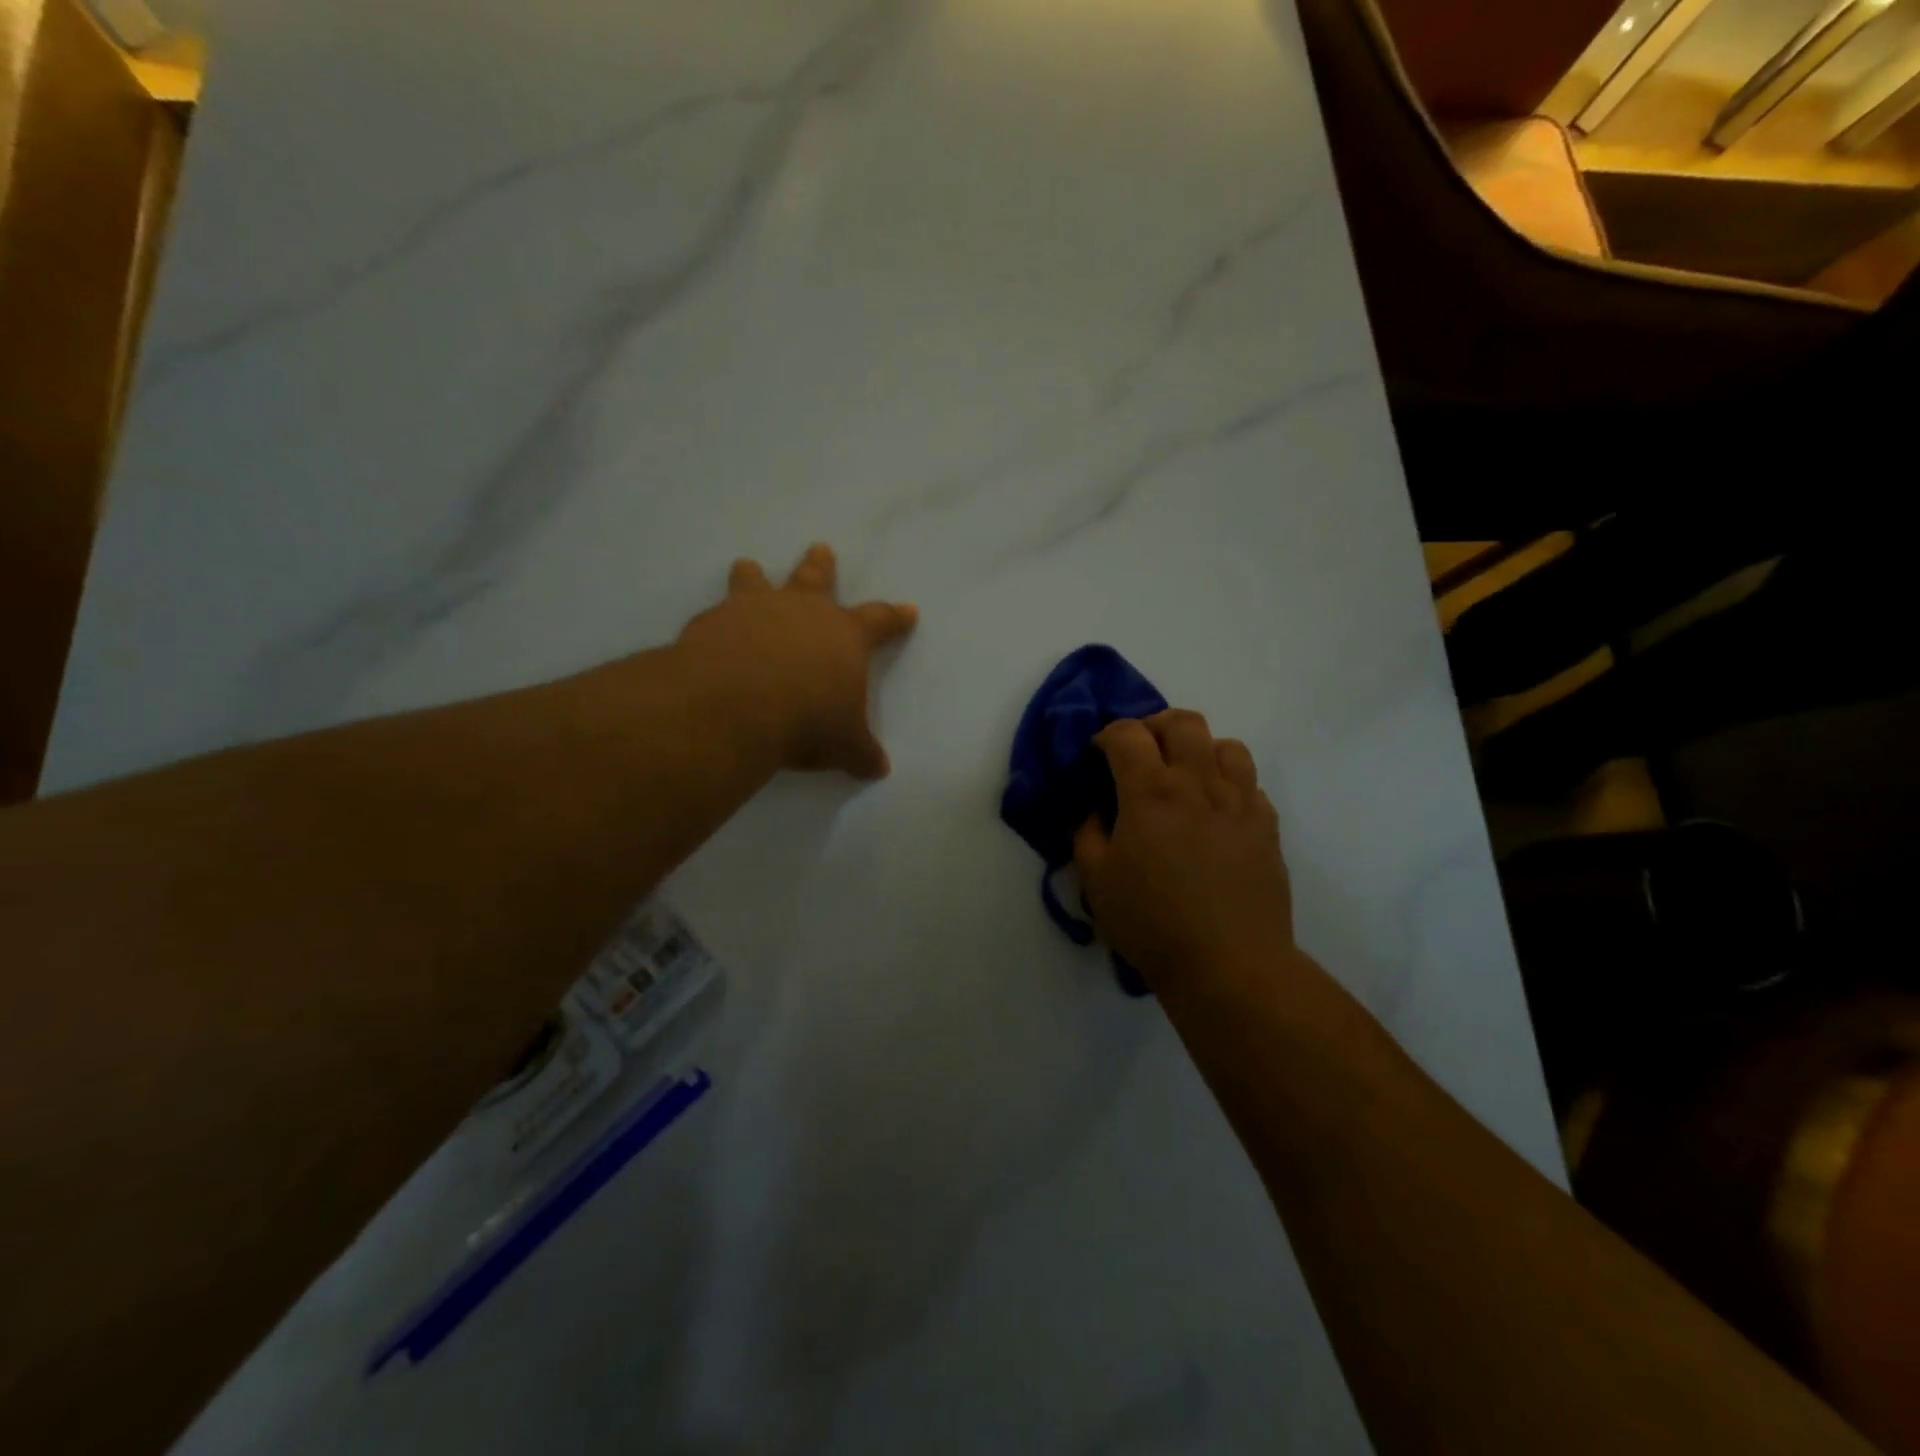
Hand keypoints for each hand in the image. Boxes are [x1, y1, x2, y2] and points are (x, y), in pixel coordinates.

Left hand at [675, 543, 916, 777]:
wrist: (738, 705)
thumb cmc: (808, 720)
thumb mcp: (844, 744)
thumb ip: (860, 752)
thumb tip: (879, 769)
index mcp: (844, 635)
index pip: (879, 620)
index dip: (895, 616)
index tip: (908, 610)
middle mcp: (801, 611)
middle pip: (815, 577)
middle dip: (820, 565)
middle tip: (820, 548)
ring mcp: (753, 610)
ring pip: (756, 580)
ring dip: (754, 574)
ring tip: (748, 566)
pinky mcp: (711, 622)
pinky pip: (715, 614)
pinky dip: (715, 621)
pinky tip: (707, 632)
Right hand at [1074, 711, 1296, 1001]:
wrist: (1229, 965)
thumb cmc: (1152, 922)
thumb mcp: (1096, 881)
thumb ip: (1086, 834)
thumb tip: (1095, 811)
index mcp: (1150, 791)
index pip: (1127, 734)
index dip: (1107, 735)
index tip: (1098, 754)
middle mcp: (1198, 784)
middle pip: (1183, 723)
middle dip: (1155, 726)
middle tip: (1142, 753)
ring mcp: (1240, 802)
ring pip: (1226, 745)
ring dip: (1200, 749)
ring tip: (1186, 776)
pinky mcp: (1267, 826)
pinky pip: (1251, 783)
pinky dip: (1229, 784)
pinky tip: (1216, 812)